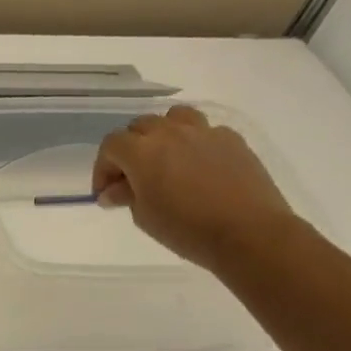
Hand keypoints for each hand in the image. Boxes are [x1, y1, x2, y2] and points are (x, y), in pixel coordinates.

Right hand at [92, 105, 300, 272]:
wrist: (248, 232)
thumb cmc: (186, 229)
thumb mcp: (144, 217)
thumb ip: (126, 196)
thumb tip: (113, 191)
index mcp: (142, 152)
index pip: (111, 145)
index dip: (103, 168)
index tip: (106, 193)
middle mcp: (171, 133)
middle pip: (139, 126)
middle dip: (129, 149)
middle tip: (132, 178)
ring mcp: (204, 132)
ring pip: (173, 118)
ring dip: (162, 135)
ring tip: (165, 160)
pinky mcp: (232, 139)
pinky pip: (204, 130)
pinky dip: (193, 143)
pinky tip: (198, 167)